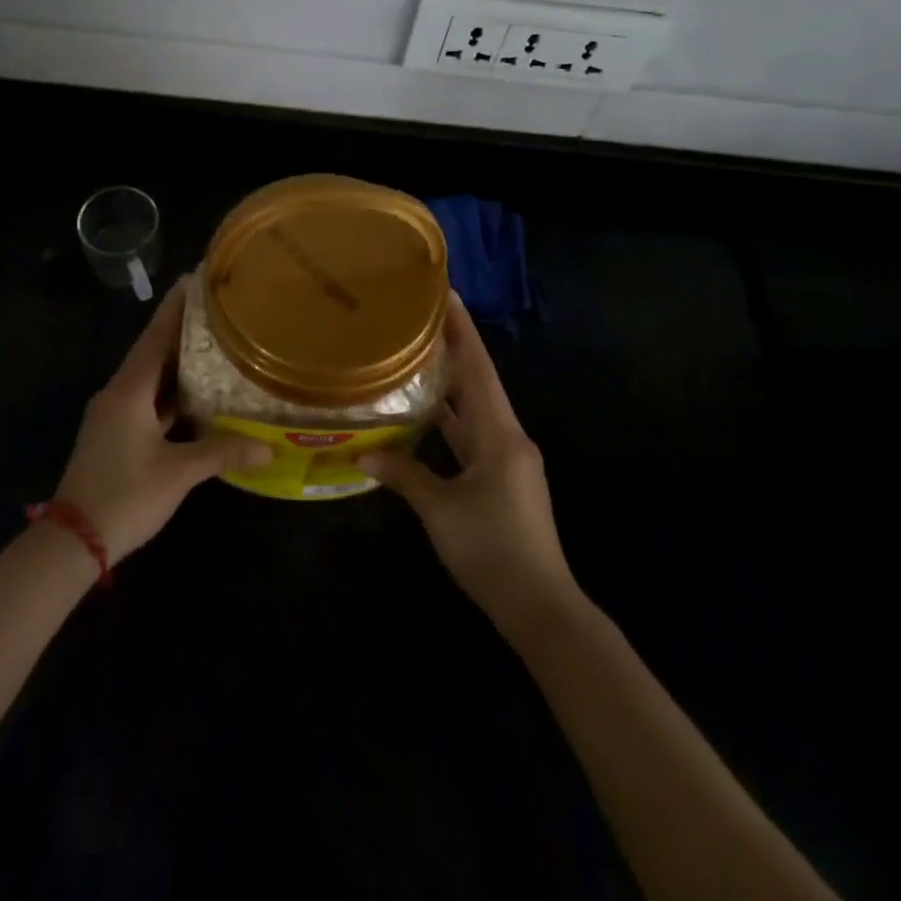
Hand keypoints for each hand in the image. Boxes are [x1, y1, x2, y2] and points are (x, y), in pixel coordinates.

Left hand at [53, 278, 271, 562]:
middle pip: (153, 351)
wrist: (73, 540)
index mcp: (129, 390)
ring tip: (211, 343)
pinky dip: (169, 390)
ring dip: (176, 361)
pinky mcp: (114, 433)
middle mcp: (118, 393)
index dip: (175, 307)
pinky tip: (194, 393)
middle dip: (181, 329)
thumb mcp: (179, 473)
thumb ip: (223, 452)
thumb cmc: (125, 496)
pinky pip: (146, 399)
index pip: (155, 336)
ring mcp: (113, 414)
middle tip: (215, 309)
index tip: (193, 279)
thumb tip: (269, 448)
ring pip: (149, 376)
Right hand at [360, 295, 582, 635]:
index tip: (446, 294)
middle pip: (478, 382)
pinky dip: (452, 420)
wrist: (539, 607)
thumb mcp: (440, 509)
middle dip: (454, 348)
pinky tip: (427, 414)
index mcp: (500, 434)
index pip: (478, 369)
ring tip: (418, 355)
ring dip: (451, 384)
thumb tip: (361, 453)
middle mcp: (508, 437)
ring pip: (475, 409)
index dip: (462, 330)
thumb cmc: (490, 549)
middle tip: (421, 318)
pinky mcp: (503, 478)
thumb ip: (402, 474)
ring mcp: (508, 459)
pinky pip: (474, 435)